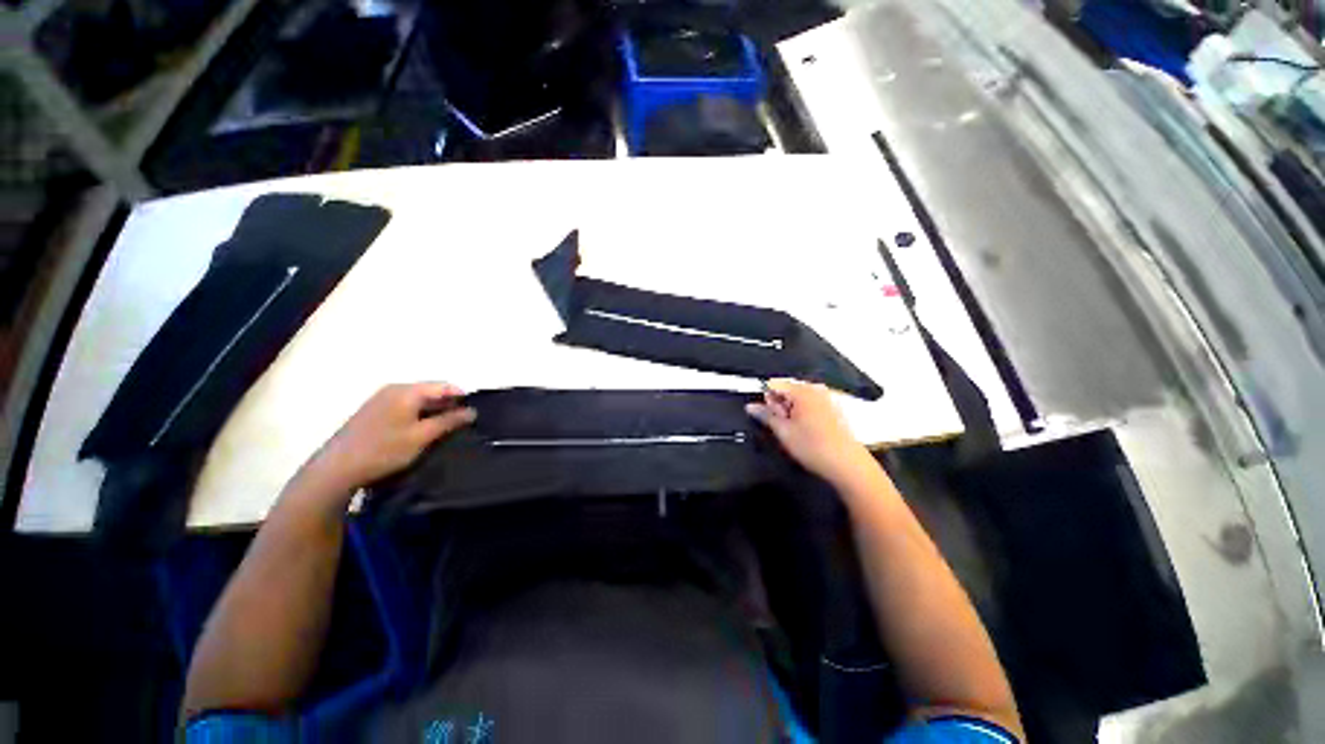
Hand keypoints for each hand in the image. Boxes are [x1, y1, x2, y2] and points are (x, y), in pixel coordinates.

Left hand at [303, 382, 475, 494]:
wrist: (335, 469)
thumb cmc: (383, 450)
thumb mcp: (422, 437)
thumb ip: (449, 421)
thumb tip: (472, 411)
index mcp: (407, 391)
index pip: (444, 386)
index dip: (462, 398)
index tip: (474, 414)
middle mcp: (394, 389)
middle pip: (431, 391)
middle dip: (448, 405)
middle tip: (463, 423)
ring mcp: (381, 399)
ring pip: (418, 400)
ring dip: (434, 411)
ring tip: (445, 429)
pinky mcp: (374, 412)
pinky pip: (405, 407)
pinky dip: (418, 415)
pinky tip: (422, 431)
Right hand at [746, 379, 874, 484]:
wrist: (848, 465)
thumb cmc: (813, 447)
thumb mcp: (783, 432)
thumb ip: (765, 415)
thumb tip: (750, 406)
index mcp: (802, 391)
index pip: (774, 384)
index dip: (766, 399)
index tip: (769, 416)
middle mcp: (815, 389)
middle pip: (787, 390)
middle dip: (780, 405)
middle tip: (783, 426)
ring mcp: (827, 398)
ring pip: (798, 399)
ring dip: (791, 412)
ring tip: (795, 431)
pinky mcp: (834, 409)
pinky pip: (811, 405)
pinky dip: (804, 414)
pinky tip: (808, 432)